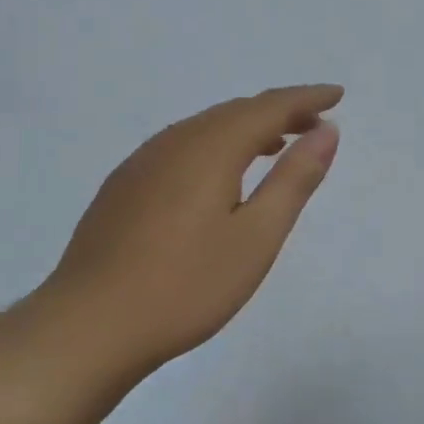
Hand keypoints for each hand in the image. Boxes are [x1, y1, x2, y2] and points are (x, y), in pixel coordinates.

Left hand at [35, 84, 342, 375]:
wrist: (87, 328)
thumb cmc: (185, 286)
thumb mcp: (257, 237)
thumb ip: (294, 179)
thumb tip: (326, 131)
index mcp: (210, 149)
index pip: (268, 107)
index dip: (306, 99)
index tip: (336, 95)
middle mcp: (174, 143)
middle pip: (235, 111)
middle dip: (279, 111)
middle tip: (314, 124)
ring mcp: (141, 164)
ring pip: (205, 127)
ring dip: (246, 127)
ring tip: (276, 145)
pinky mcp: (123, 187)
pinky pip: (181, 146)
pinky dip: (215, 145)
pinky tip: (220, 174)